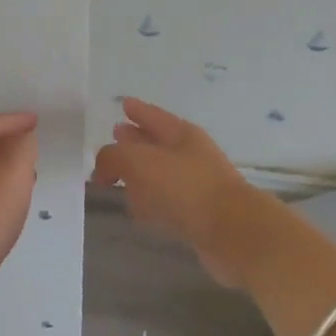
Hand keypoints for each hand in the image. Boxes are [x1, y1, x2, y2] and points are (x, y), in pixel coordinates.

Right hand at [91, 98, 257, 285]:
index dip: (137, 110)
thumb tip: (103, 168)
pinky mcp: (196, 215)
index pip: (154, 116)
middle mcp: (190, 156)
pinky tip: (138, 210)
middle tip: (116, 136)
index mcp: (181, 135)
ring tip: (119, 178)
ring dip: (140, 175)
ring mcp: (195, 185)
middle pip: (156, 143)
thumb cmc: (185, 188)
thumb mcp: (139, 161)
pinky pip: (165, 202)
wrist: (232, 232)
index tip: (124, 104)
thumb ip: (113, 157)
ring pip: (159, 174)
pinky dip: (149, 202)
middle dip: (135, 140)